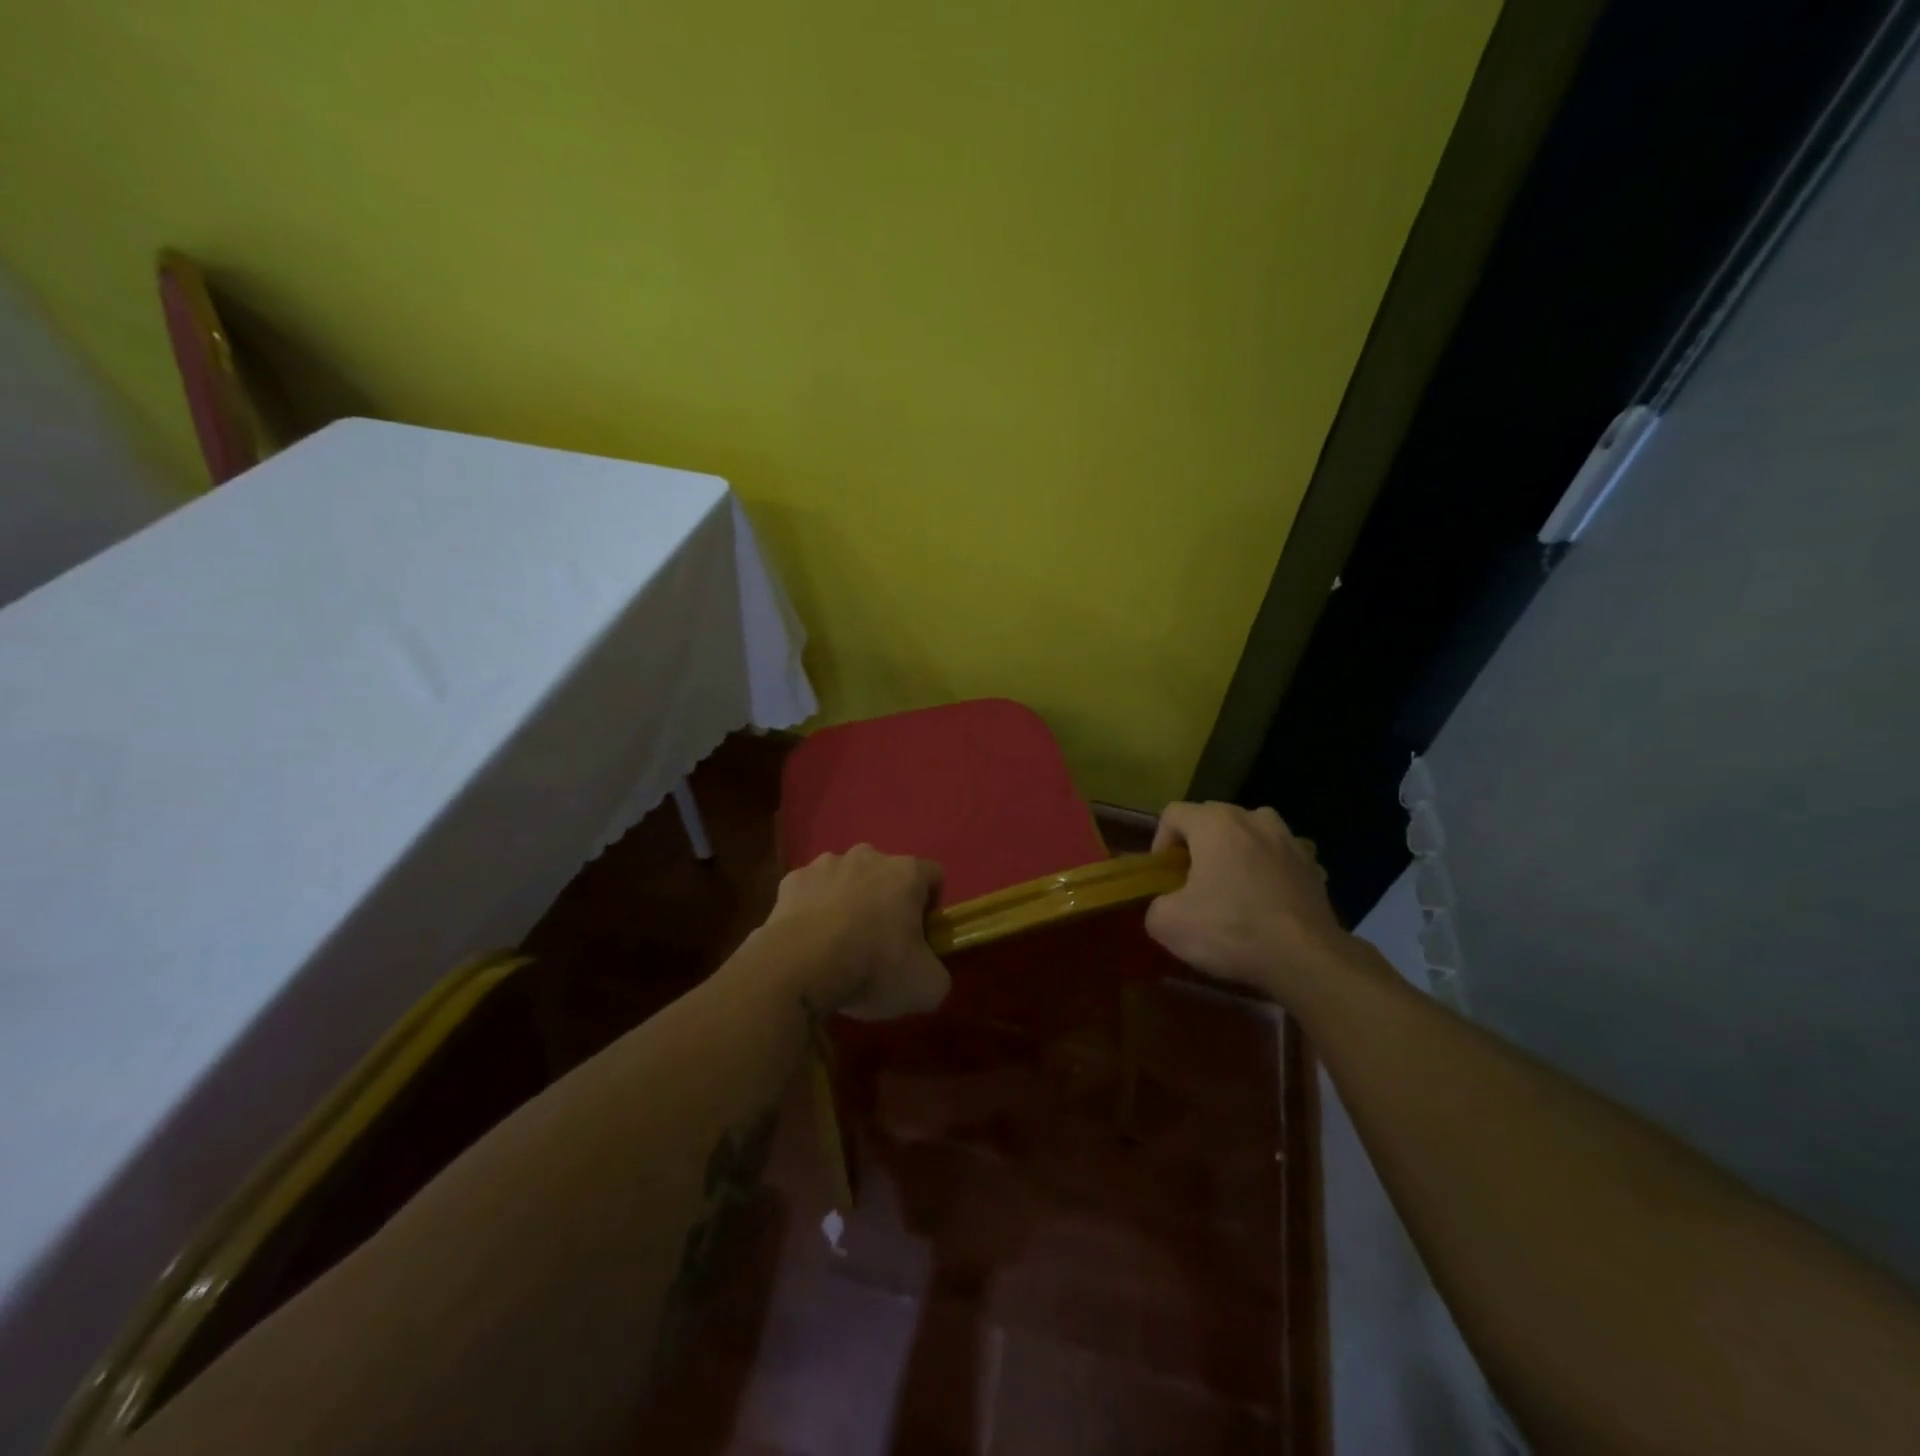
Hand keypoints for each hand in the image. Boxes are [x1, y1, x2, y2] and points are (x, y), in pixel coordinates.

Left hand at [764, 845, 950, 1019]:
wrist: (800, 967)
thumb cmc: (874, 967)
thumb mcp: (927, 986)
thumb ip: (938, 974)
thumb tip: (929, 973)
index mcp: (906, 872)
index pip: (932, 876)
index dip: (930, 907)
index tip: (920, 937)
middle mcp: (868, 856)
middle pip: (886, 874)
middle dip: (885, 901)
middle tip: (879, 943)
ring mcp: (825, 864)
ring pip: (845, 879)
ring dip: (847, 901)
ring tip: (838, 943)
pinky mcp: (791, 880)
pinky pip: (810, 892)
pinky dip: (812, 910)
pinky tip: (808, 941)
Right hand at [1145, 801, 1349, 1001]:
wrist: (1307, 960)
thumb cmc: (1232, 930)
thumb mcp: (1168, 924)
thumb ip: (1155, 905)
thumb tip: (1166, 906)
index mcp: (1216, 822)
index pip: (1174, 814)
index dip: (1160, 843)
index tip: (1164, 878)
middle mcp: (1254, 819)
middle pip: (1212, 821)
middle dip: (1198, 848)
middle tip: (1192, 885)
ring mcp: (1290, 840)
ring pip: (1250, 836)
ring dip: (1236, 855)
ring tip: (1232, 890)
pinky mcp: (1314, 867)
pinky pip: (1279, 860)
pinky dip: (1268, 874)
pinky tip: (1266, 905)